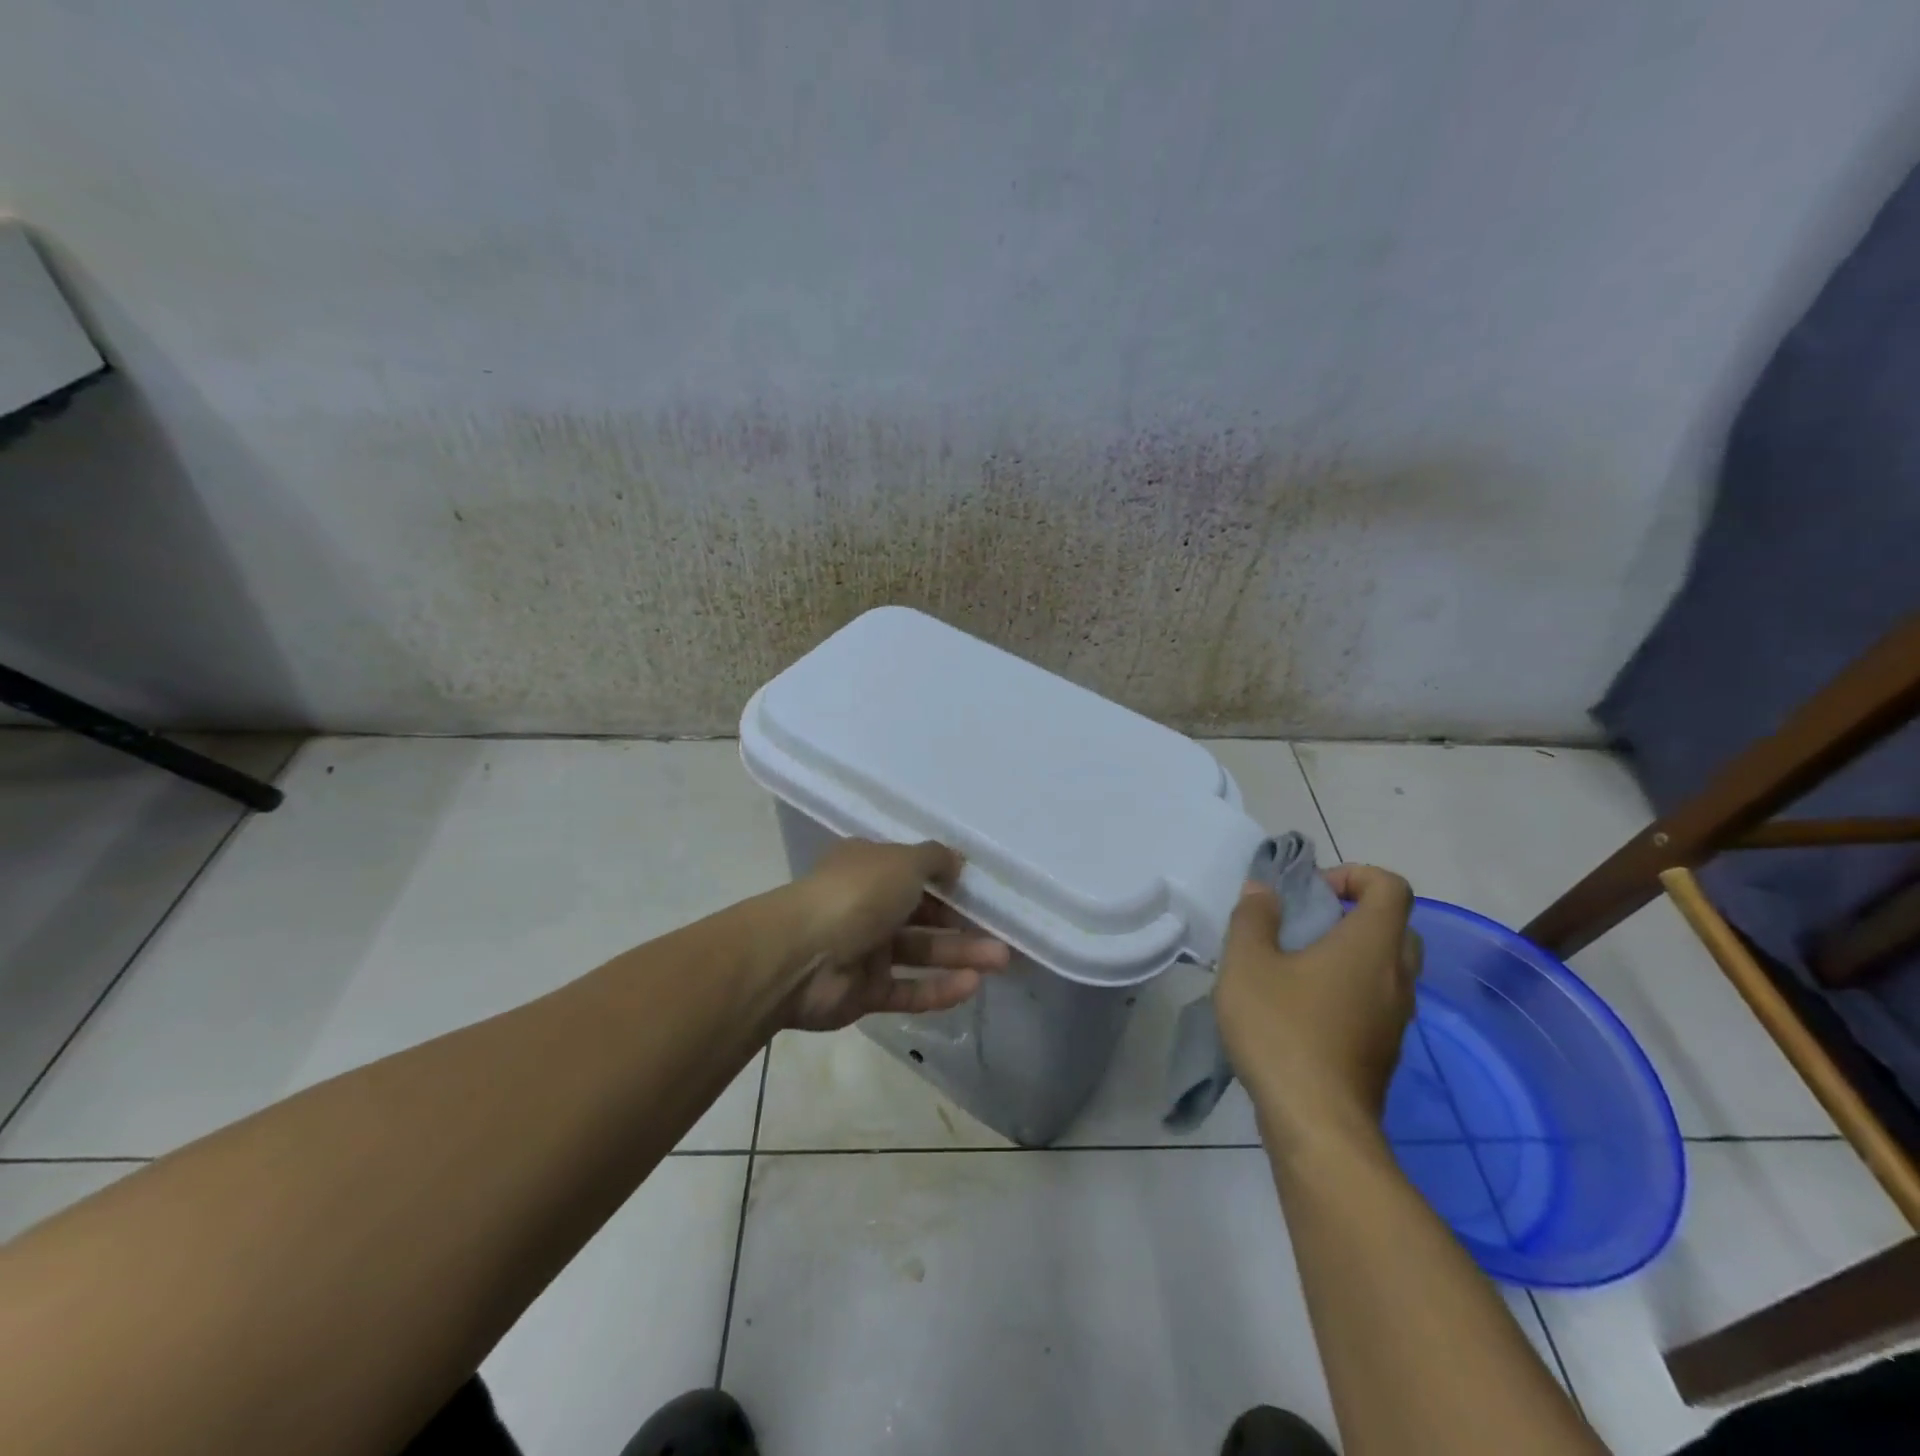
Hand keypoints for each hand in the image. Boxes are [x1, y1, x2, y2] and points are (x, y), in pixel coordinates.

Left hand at [782, 839, 1009, 1031]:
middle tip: (1002, 932)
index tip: (981, 890)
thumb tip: (957, 861)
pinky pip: (909, 990)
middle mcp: (866, 906)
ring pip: (921, 953)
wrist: (801, 956)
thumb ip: (935, 859)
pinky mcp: (865, 992)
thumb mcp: (903, 861)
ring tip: (1000, 960)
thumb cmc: (856, 894)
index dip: (946, 880)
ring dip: (960, 956)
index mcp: (868, 868)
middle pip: (922, 914)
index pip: (912, 871)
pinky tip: (972, 986)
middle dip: (962, 923)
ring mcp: (865, 951)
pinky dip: (939, 989)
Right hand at [1216, 863, 1420, 1150]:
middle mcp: (1396, 977)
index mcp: (1371, 946)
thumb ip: (1253, 918)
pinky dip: (1350, 989)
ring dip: (1351, 954)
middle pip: (1396, 926)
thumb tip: (1263, 890)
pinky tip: (1302, 1008)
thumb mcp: (1247, 963)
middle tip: (1307, 924)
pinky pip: (1377, 1001)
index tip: (1312, 892)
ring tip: (1296, 966)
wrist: (1317, 1125)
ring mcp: (1396, 1018)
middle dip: (1353, 914)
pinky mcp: (1384, 1051)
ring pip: (1388, 967)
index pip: (1391, 887)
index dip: (1354, 875)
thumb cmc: (1282, 1030)